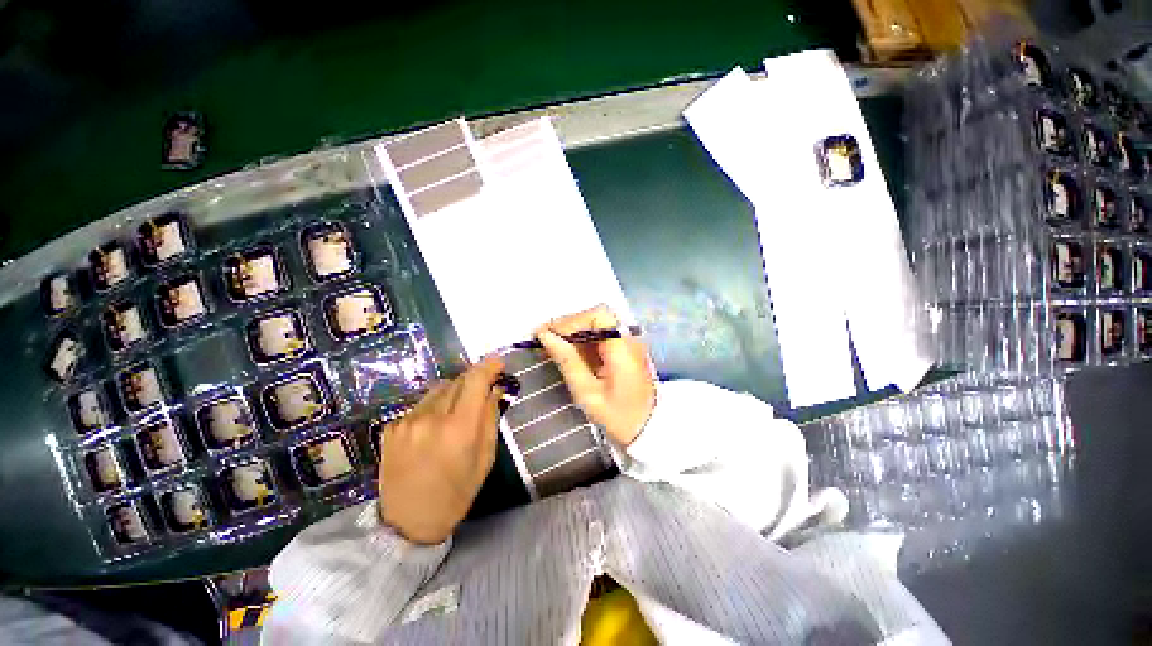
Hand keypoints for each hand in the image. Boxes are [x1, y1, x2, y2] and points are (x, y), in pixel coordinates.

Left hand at [378, 357, 504, 543]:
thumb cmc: (456, 493)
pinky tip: (433, 429)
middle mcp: (431, 418)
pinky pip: (421, 405)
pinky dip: (434, 407)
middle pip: (458, 380)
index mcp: (458, 429)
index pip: (475, 381)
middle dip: (473, 381)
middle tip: (482, 391)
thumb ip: (490, 419)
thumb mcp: (484, 458)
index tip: (498, 363)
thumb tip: (495, 390)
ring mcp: (407, 422)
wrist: (407, 523)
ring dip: (453, 393)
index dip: (488, 366)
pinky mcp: (391, 427)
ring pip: (438, 389)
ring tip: (456, 413)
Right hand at [535, 305, 655, 446]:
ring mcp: (627, 343)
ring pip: (595, 326)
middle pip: (596, 318)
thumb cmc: (618, 417)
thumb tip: (545, 336)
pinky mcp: (623, 349)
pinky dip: (580, 342)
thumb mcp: (588, 393)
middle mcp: (628, 339)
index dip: (571, 321)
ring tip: (549, 347)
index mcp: (623, 349)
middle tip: (544, 340)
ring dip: (572, 334)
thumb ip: (567, 361)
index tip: (549, 334)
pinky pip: (598, 337)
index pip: (598, 316)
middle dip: (568, 326)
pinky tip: (565, 353)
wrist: (647, 430)